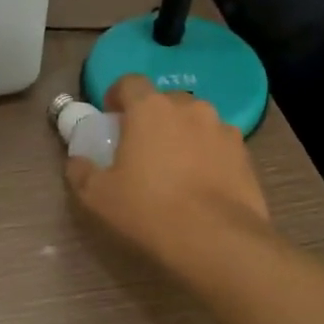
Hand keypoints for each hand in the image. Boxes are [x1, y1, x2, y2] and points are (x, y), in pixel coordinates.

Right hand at [65, 75, 269, 276]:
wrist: (217, 241)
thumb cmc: (149, 209)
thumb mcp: (98, 196)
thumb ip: (81, 172)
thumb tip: (77, 162)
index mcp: (150, 109)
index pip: (130, 82)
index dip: (117, 96)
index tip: (111, 118)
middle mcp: (189, 108)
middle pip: (165, 102)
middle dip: (152, 118)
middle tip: (141, 147)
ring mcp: (223, 129)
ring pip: (195, 123)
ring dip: (182, 136)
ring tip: (175, 169)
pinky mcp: (246, 155)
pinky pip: (218, 146)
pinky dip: (207, 156)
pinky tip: (201, 185)